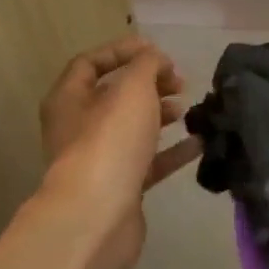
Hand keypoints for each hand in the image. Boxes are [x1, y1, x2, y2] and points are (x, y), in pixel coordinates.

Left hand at [30, 36, 200, 268]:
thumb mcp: (132, 89)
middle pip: (114, 96)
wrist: (97, 217)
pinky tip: (199, 143)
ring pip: (133, 128)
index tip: (159, 52)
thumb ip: (147, 66)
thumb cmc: (109, 142)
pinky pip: (150, 161)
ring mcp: (99, 159)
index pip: (90, 63)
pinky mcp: (121, 187)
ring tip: (188, 109)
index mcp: (69, 99)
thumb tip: (156, 59)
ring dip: (161, 115)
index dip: (123, 51)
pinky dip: (173, 150)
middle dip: (149, 84)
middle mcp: (78, 128)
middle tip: (179, 83)